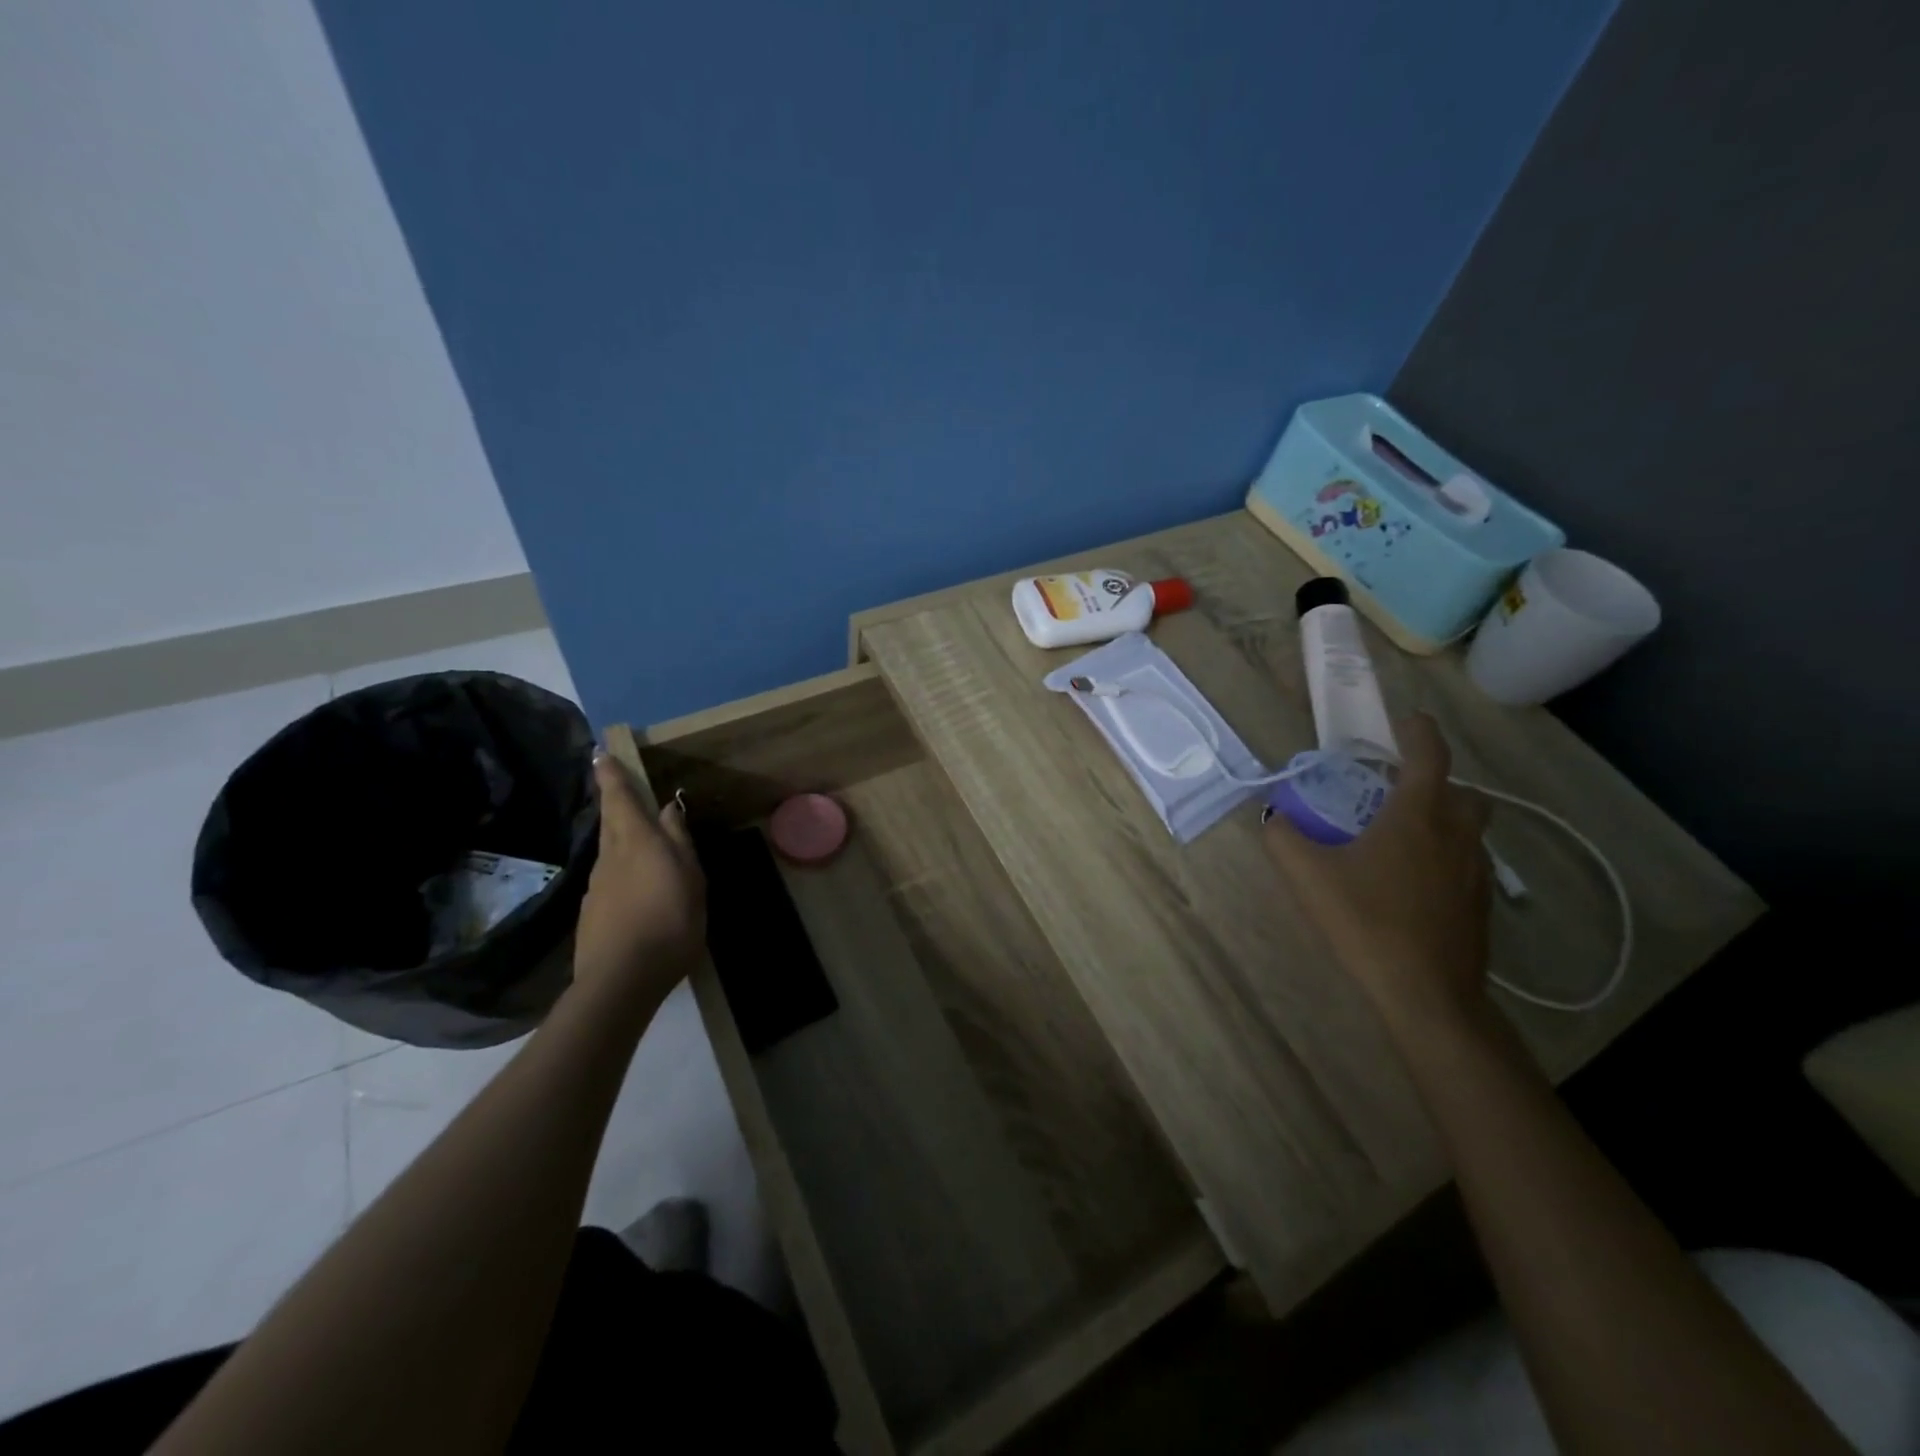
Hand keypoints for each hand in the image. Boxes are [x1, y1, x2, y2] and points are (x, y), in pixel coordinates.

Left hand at [572, 753, 704, 1010]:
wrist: (621, 979)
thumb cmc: (669, 920)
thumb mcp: (690, 877)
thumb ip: (679, 841)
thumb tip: (668, 808)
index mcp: (636, 841)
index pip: (619, 799)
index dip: (611, 776)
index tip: (601, 754)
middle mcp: (610, 857)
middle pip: (611, 821)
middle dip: (612, 799)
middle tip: (614, 782)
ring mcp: (596, 886)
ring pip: (610, 851)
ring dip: (620, 837)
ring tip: (639, 840)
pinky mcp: (592, 913)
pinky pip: (609, 879)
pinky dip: (621, 872)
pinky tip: (636, 889)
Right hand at [1262, 714, 1492, 1029]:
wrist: (1426, 994)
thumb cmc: (1367, 921)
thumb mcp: (1307, 876)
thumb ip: (1282, 837)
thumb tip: (1272, 816)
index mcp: (1418, 816)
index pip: (1429, 756)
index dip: (1419, 732)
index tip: (1406, 721)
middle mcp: (1456, 834)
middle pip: (1462, 792)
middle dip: (1435, 780)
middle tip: (1396, 789)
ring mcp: (1475, 871)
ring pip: (1468, 828)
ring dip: (1442, 818)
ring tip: (1400, 835)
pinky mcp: (1479, 904)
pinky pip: (1466, 861)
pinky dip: (1444, 854)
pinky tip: (1411, 881)